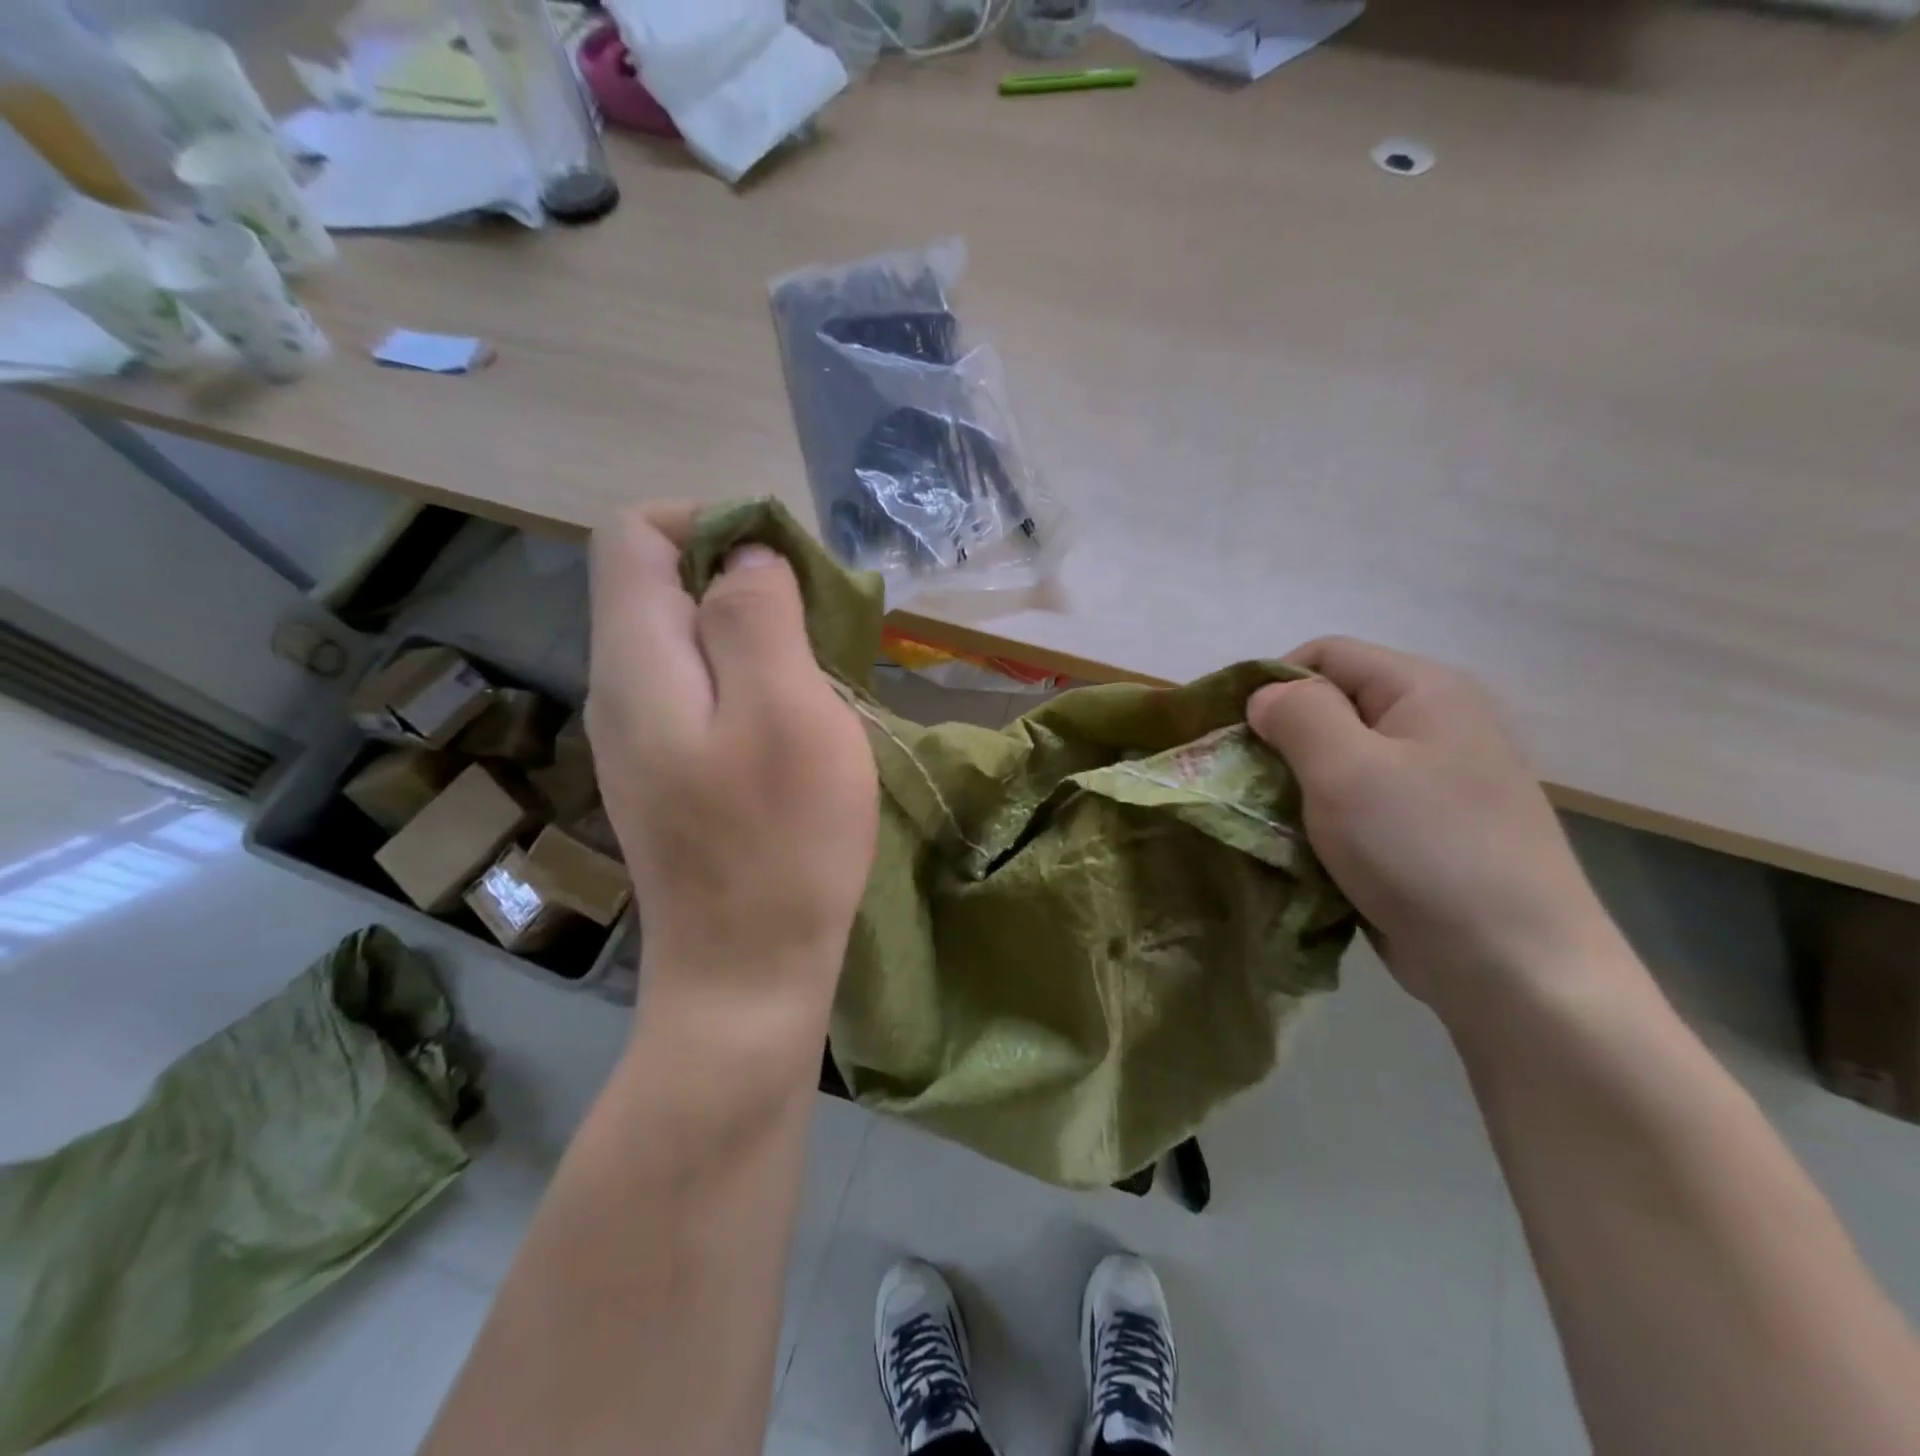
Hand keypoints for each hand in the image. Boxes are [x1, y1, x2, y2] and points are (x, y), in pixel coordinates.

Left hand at [587, 505, 878, 1027]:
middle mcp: (621, 689)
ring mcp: (641, 737)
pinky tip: (797, 724)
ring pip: (689, 640)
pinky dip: (752, 682)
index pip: (636, 535)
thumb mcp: (787, 713)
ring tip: (818, 676)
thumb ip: (757, 618)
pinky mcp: (670, 773)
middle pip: (663, 584)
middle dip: (744, 581)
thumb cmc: (780, 843)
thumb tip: (746, 558)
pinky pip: (702, 691)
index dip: (711, 523)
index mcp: (639, 662)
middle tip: (817, 629)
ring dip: (756, 635)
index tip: (785, 565)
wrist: (746, 974)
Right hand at [1247, 637, 1616, 1009]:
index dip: (1272, 684)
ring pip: (1342, 760)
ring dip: (1298, 786)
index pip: (1327, 655)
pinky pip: (1360, 804)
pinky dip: (1324, 819)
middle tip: (1246, 784)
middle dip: (1281, 741)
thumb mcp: (1345, 769)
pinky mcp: (1429, 829)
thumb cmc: (1422, 849)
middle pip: (1334, 707)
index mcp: (1426, 691)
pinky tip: (1306, 849)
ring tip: (1272, 821)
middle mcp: (1437, 724)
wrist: (1513, 966)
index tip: (1235, 735)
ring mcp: (1438, 780)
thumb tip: (1267, 696)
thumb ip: (1298, 715)